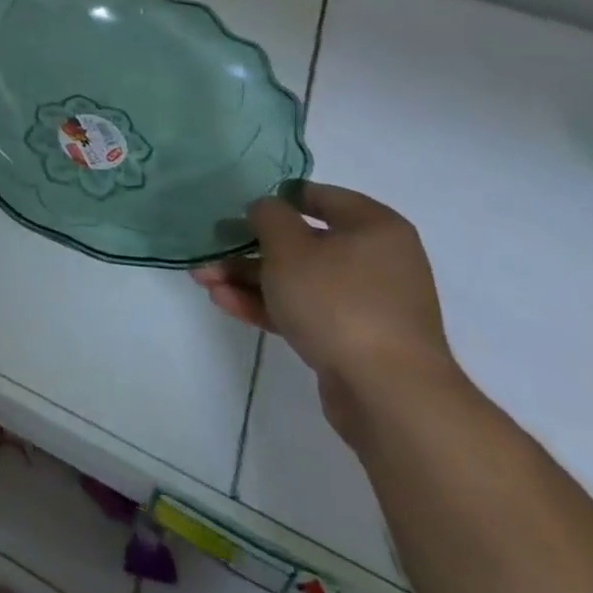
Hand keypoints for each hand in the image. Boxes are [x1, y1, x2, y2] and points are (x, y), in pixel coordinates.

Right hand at [192, 183, 462, 444]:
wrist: (388, 395)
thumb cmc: (338, 301)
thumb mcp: (289, 246)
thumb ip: (268, 216)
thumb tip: (266, 209)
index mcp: (374, 228)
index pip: (319, 196)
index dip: (277, 198)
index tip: (240, 206)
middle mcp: (375, 260)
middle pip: (301, 242)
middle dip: (249, 247)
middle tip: (211, 248)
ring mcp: (365, 303)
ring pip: (297, 279)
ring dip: (248, 278)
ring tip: (204, 281)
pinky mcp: (352, 339)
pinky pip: (303, 310)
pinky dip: (266, 304)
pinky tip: (224, 302)